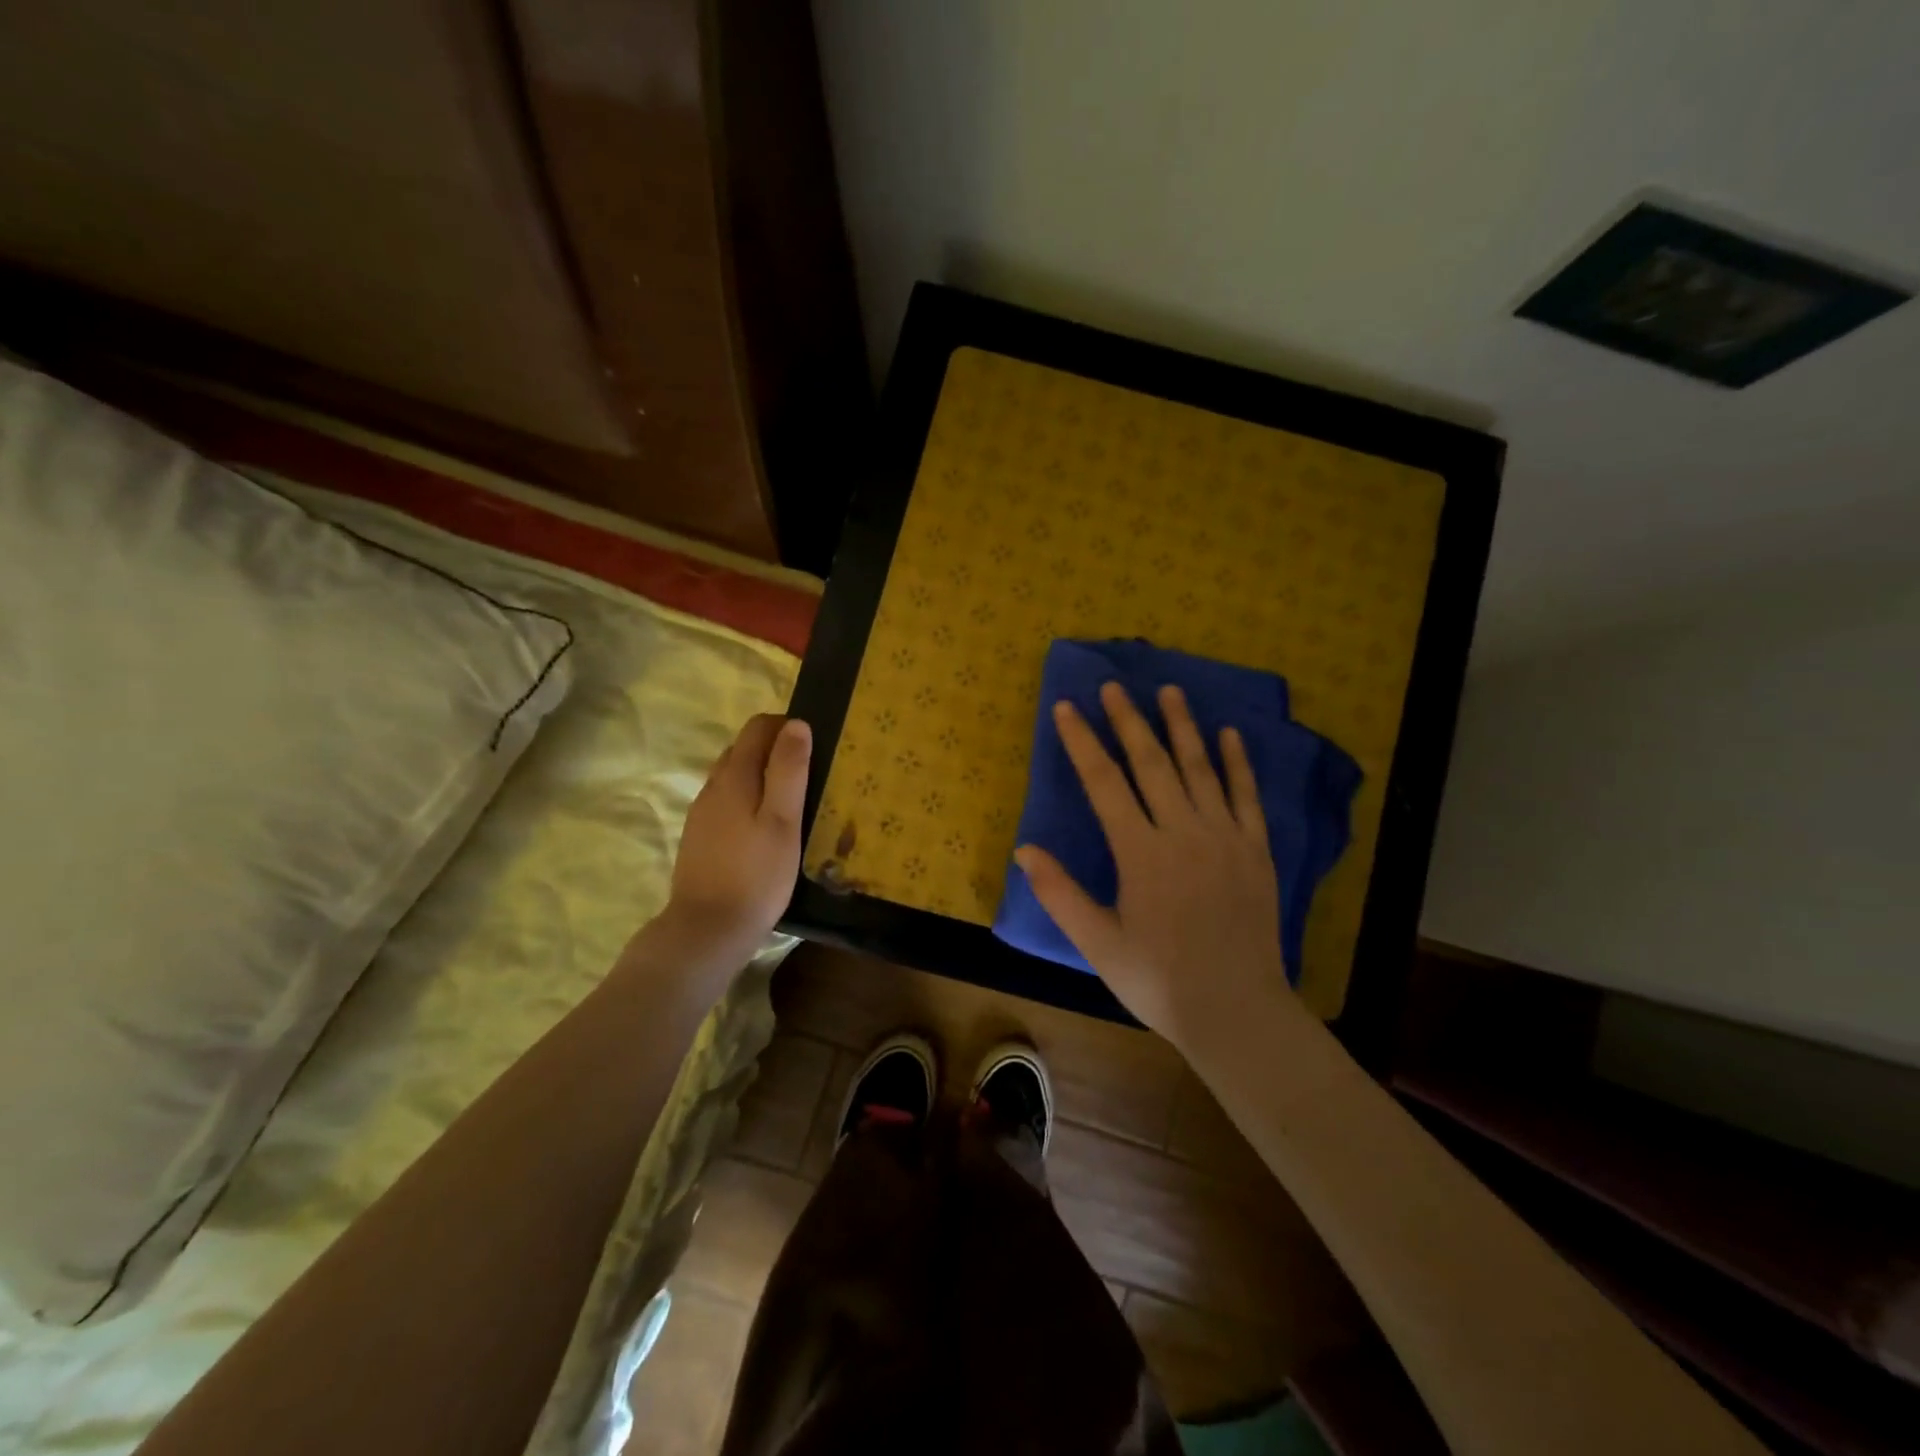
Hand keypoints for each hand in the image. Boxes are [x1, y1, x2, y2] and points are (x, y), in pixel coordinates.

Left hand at [663, 714, 810, 958]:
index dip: (787, 727)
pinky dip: (749, 799)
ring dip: (762, 775)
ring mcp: (702, 813)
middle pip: (744, 748)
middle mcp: (713, 786)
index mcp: (735, 776)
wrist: (707, 930)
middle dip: (776, 749)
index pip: (758, 727)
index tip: (815, 747)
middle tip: (810, 774)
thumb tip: (796, 725)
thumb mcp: (783, 821)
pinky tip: (765, 829)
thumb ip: (789, 770)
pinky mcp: (699, 837)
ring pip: (734, 776)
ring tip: (793, 801)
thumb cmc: (756, 875)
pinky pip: (727, 802)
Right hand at [1014, 683, 1290, 1048]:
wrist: (1236, 1010)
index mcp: (1141, 853)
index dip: (1082, 742)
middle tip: (1114, 686)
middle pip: (1152, 764)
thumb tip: (1024, 849)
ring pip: (1200, 769)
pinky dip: (1238, 763)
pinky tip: (1229, 735)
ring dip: (1182, 727)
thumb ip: (1060, 894)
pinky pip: (1246, 796)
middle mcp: (1183, 832)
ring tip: (1170, 691)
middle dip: (1129, 721)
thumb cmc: (1158, 980)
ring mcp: (1225, 838)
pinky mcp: (1256, 851)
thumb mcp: (1098, 943)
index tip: (1067, 708)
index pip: (1104, 783)